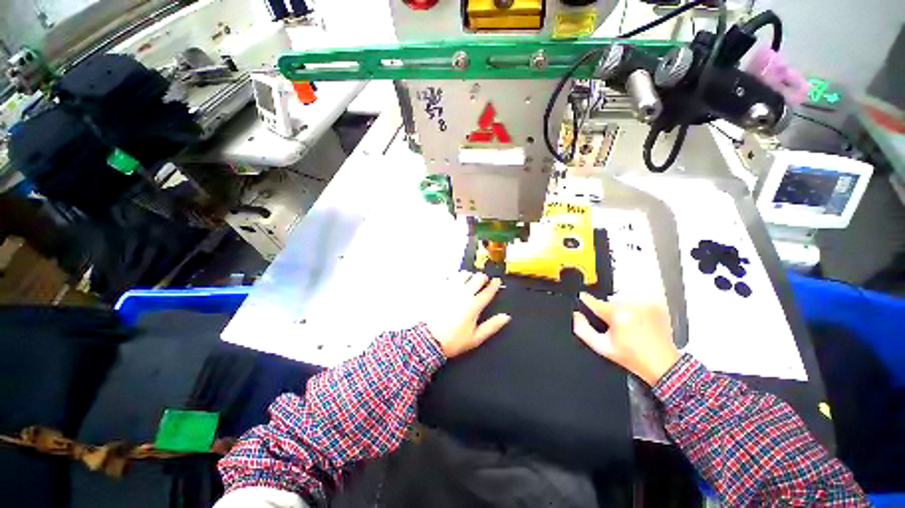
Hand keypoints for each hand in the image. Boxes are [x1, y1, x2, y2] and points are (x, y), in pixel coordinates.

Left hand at [425, 271, 510, 358]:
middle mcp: (463, 293)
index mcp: (474, 305)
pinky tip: (454, 282)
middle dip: (483, 278)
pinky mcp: (439, 288)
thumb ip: (492, 326)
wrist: (427, 339)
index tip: (497, 281)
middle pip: (478, 278)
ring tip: (469, 280)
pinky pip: (450, 276)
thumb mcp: (475, 338)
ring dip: (469, 275)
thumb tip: (506, 317)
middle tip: (483, 282)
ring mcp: (450, 288)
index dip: (495, 284)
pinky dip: (455, 277)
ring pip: (464, 273)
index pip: (488, 290)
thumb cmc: (453, 340)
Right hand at [573, 293, 678, 385]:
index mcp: (616, 314)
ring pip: (622, 302)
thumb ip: (582, 330)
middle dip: (607, 312)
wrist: (662, 364)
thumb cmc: (633, 358)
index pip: (593, 301)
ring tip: (627, 327)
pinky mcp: (655, 306)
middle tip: (613, 327)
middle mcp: (631, 305)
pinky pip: (636, 303)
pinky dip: (634, 311)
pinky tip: (637, 324)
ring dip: (620, 311)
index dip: (585, 301)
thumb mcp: (602, 347)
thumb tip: (576, 315)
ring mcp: (644, 305)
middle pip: (608, 302)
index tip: (582, 299)